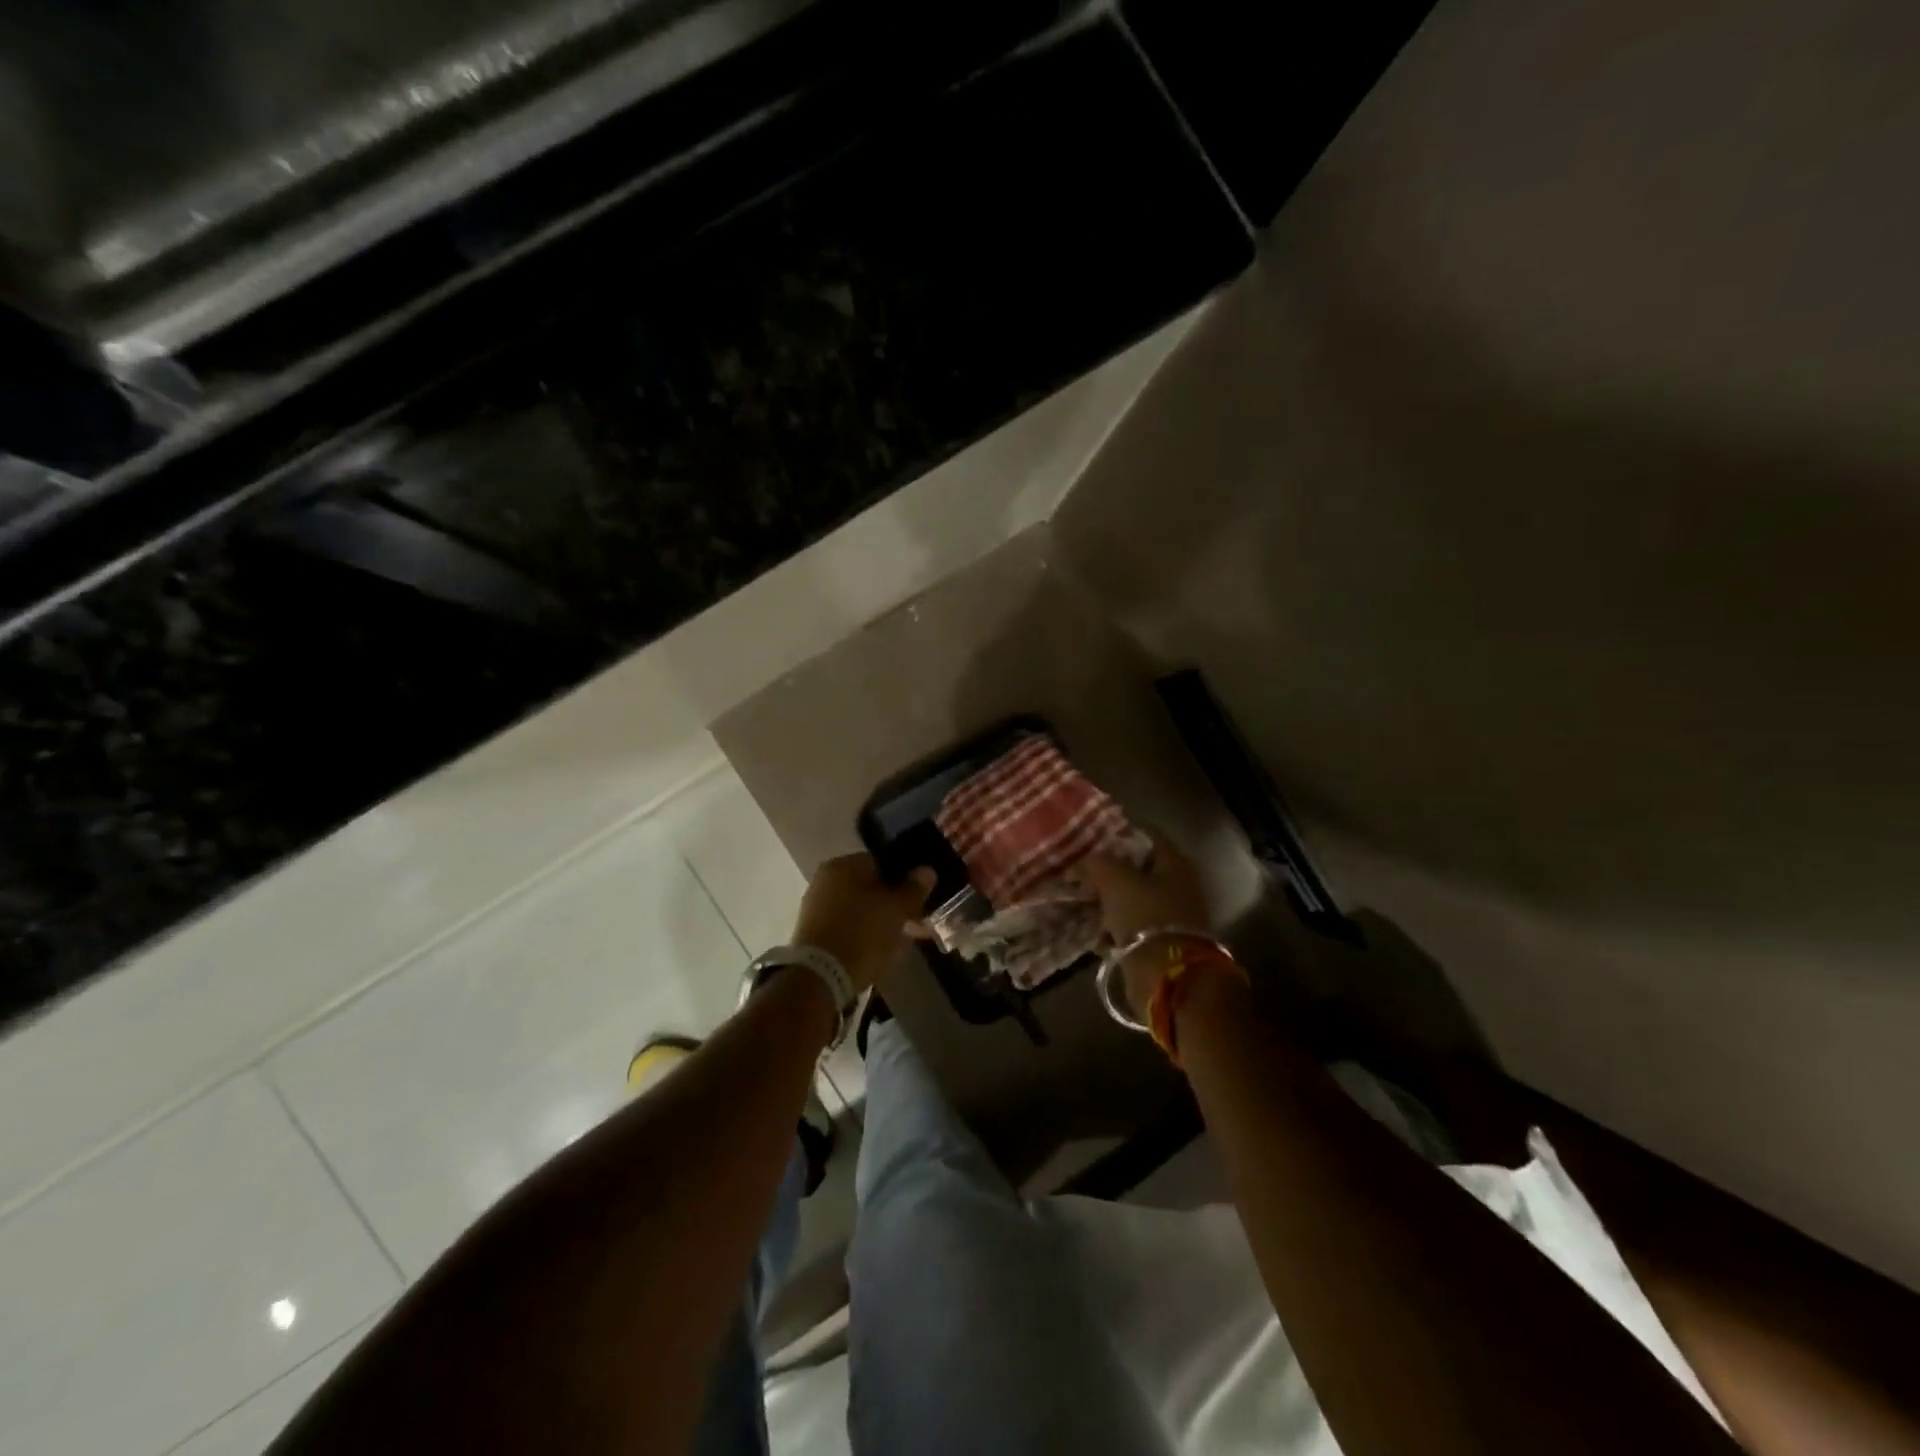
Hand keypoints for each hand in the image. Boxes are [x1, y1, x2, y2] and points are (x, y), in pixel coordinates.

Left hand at [792, 854, 935, 994]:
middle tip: (914, 925)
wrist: (820, 977)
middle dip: (894, 905)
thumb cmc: (863, 933)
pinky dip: (864, 937)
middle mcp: (826, 879)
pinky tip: (879, 953)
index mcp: (844, 864)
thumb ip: (914, 888)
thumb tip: (926, 870)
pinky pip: (847, 928)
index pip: (882, 863)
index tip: (919, 900)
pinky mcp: (812, 934)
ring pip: (860, 910)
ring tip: (901, 943)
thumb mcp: (898, 909)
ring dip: (881, 923)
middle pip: (870, 888)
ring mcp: (816, 907)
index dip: (905, 881)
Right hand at [1079, 833, 1212, 1016]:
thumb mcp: (1115, 879)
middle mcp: (1178, 885)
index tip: (1090, 839)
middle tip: (1081, 871)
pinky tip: (1093, 931)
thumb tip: (1085, 859)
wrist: (1167, 975)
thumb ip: (1098, 862)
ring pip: (1133, 899)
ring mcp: (1171, 916)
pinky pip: (1132, 927)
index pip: (1146, 835)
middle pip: (1139, 868)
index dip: (1118, 834)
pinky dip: (1114, 928)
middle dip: (1110, 870)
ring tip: (1081, 901)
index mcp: (1174, 863)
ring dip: (1109, 901)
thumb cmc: (1145, 916)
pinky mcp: (1161, 943)